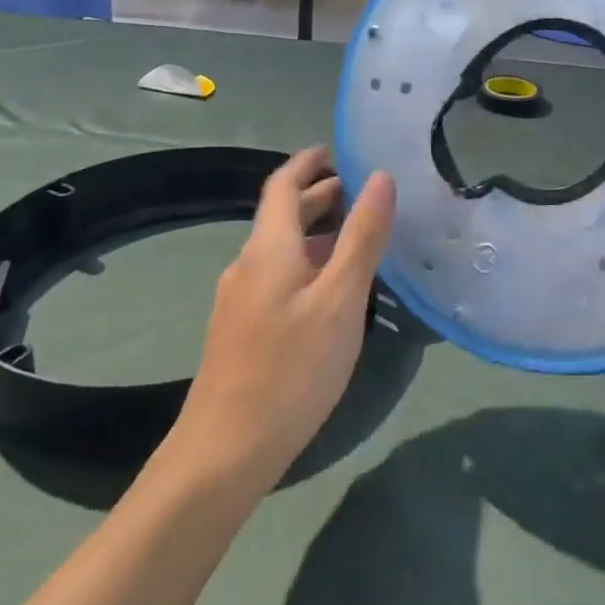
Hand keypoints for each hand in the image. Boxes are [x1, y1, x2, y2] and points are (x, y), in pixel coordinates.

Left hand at [160, 147, 396, 495]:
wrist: (222, 454)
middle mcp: (248, 265)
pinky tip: (333, 291)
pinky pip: (278, 277)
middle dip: (321, 197)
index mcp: (269, 248)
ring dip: (318, 233)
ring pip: (282, 250)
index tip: (337, 150)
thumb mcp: (340, 299)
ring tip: (360, 238)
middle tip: (365, 192)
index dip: (308, 162)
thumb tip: (381, 177)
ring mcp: (240, 301)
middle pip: (283, 216)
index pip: (283, 185)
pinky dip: (308, 264)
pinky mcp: (241, 331)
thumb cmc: (290, 368)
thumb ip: (362, 236)